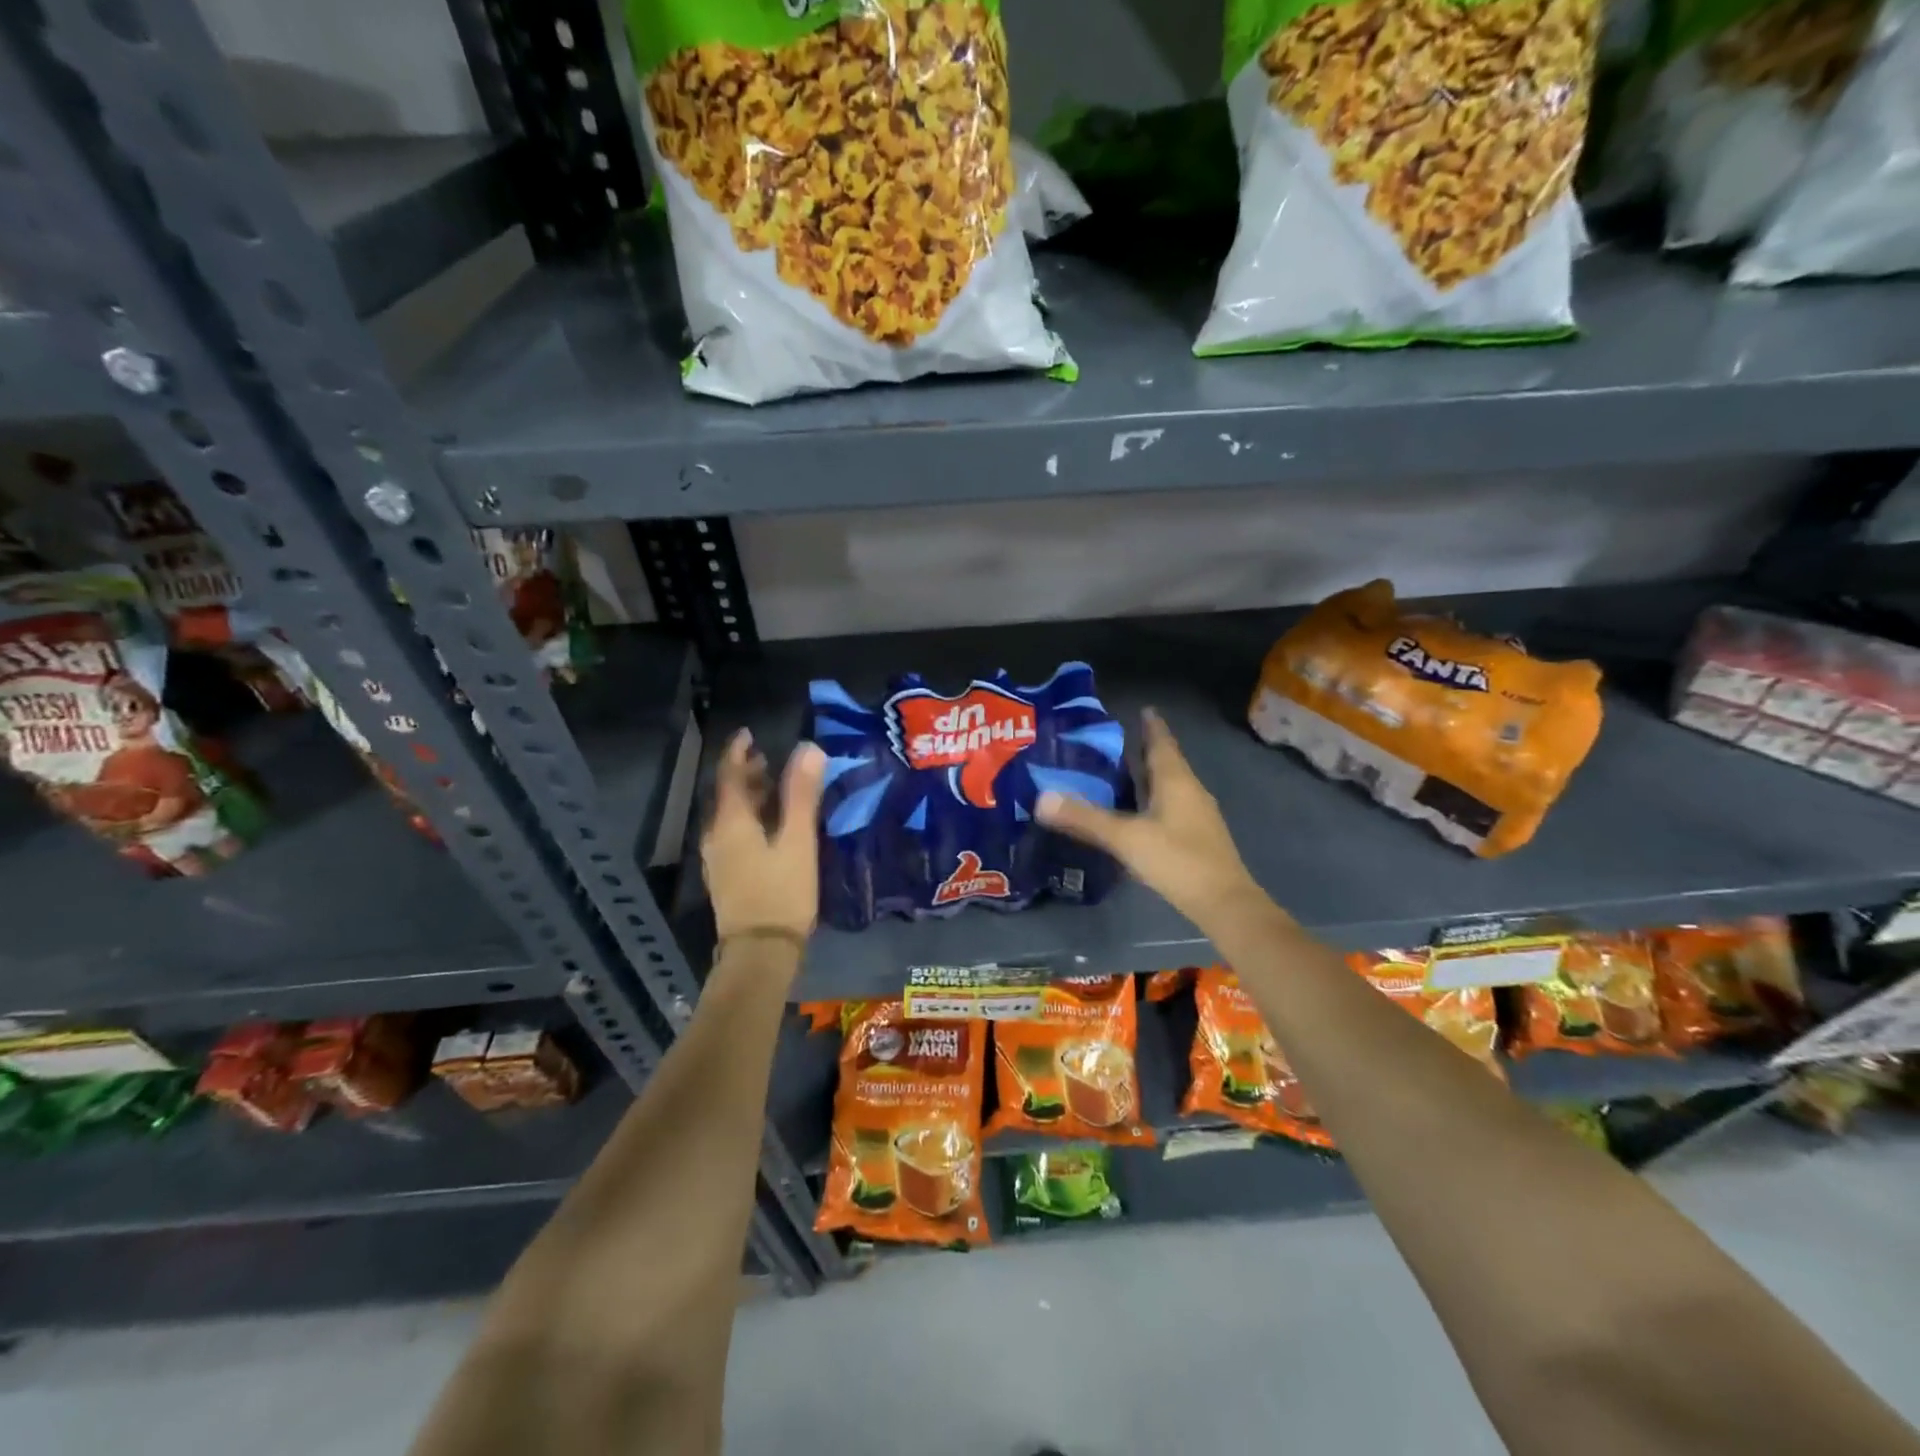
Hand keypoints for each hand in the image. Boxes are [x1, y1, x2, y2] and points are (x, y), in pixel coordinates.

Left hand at [702, 729, 825, 947]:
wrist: (759, 953)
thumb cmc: (781, 893)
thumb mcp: (797, 841)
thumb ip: (802, 795)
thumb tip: (809, 749)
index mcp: (730, 822)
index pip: (729, 775)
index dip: (738, 752)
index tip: (749, 733)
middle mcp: (717, 836)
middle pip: (727, 795)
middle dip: (746, 773)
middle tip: (768, 757)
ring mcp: (719, 859)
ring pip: (730, 816)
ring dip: (748, 797)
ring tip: (772, 786)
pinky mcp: (728, 877)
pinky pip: (734, 834)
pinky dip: (749, 818)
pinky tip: (769, 825)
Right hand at [1036, 708, 1272, 933]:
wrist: (1224, 903)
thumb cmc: (1177, 860)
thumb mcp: (1125, 838)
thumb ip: (1085, 819)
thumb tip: (1042, 799)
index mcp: (1175, 781)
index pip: (1162, 744)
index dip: (1152, 727)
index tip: (1145, 709)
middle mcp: (1190, 791)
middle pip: (1167, 763)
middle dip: (1147, 750)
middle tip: (1122, 740)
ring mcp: (1198, 816)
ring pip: (1172, 786)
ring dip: (1152, 776)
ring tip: (1127, 772)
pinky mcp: (1199, 838)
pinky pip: (1174, 806)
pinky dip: (1156, 800)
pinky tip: (1141, 813)